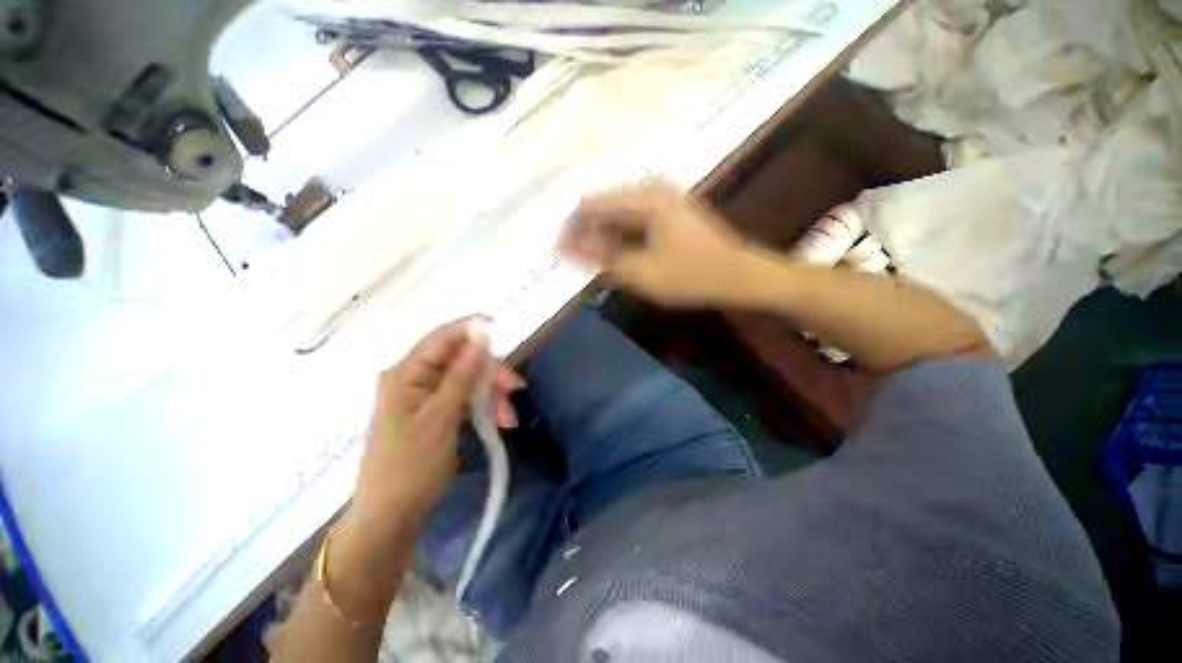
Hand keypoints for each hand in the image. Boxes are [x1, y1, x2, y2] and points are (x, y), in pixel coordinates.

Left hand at [353, 319, 523, 528]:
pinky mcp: (436, 411)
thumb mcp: (440, 418)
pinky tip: (500, 422)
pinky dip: (485, 406)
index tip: (502, 328)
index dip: (472, 329)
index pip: (442, 338)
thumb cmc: (410, 467)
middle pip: (461, 360)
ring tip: (507, 418)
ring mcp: (426, 396)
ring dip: (492, 394)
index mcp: (406, 374)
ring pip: (469, 380)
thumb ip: (462, 374)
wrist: (392, 517)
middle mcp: (415, 379)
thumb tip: (482, 335)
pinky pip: (466, 398)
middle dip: (490, 373)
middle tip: (514, 389)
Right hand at [560, 184, 752, 305]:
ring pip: (617, 212)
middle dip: (586, 231)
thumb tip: (569, 247)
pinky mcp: (668, 210)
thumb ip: (604, 259)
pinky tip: (613, 252)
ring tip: (589, 258)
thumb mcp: (644, 273)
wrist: (738, 275)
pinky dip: (619, 235)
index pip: (594, 204)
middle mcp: (653, 189)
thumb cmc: (693, 276)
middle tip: (573, 258)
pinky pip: (632, 218)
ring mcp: (662, 198)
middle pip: (604, 205)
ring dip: (601, 234)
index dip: (573, 227)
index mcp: (647, 198)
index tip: (559, 249)